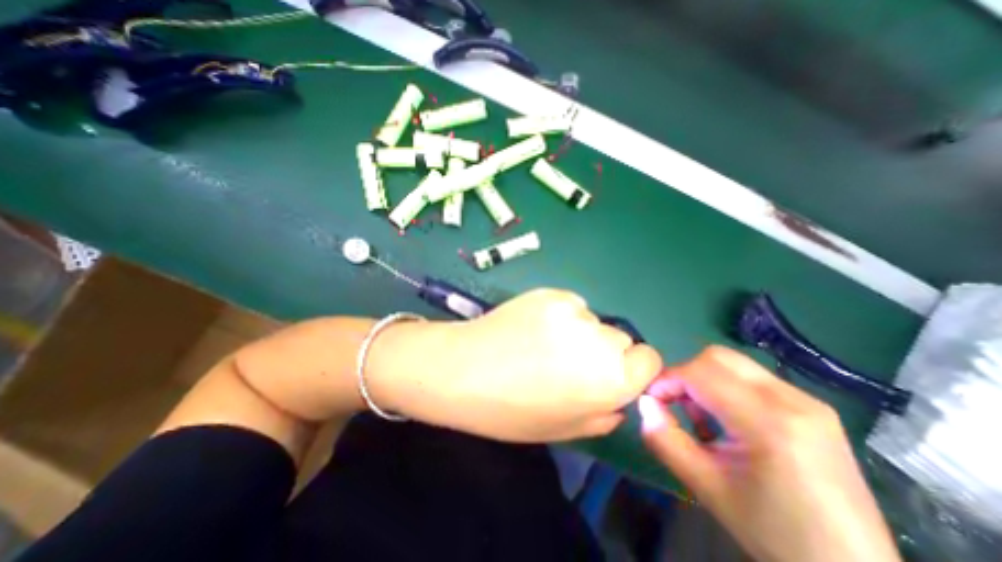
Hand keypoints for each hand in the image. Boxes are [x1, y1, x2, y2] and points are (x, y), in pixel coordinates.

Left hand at [366, 291, 663, 441]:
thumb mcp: (565, 428)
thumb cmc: (512, 410)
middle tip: (567, 361)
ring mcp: (573, 311)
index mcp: (611, 380)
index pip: (649, 359)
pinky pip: (570, 304)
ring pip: (592, 320)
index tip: (610, 372)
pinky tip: (532, 326)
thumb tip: (618, 397)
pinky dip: (559, 315)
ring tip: (543, 343)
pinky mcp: (550, 293)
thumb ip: (604, 413)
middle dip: (603, 351)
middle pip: (620, 338)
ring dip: (579, 331)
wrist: (464, 370)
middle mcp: (600, 340)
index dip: (632, 367)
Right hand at [637, 346, 905, 561]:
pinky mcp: (812, 406)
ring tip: (701, 415)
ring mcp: (807, 401)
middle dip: (685, 374)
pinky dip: (726, 387)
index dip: (667, 379)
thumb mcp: (706, 487)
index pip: (700, 372)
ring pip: (733, 364)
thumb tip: (644, 403)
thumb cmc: (774, 532)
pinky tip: (728, 419)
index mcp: (769, 423)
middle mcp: (792, 400)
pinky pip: (752, 378)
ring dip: (704, 380)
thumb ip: (665, 439)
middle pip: (717, 357)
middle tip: (675, 403)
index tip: (653, 400)